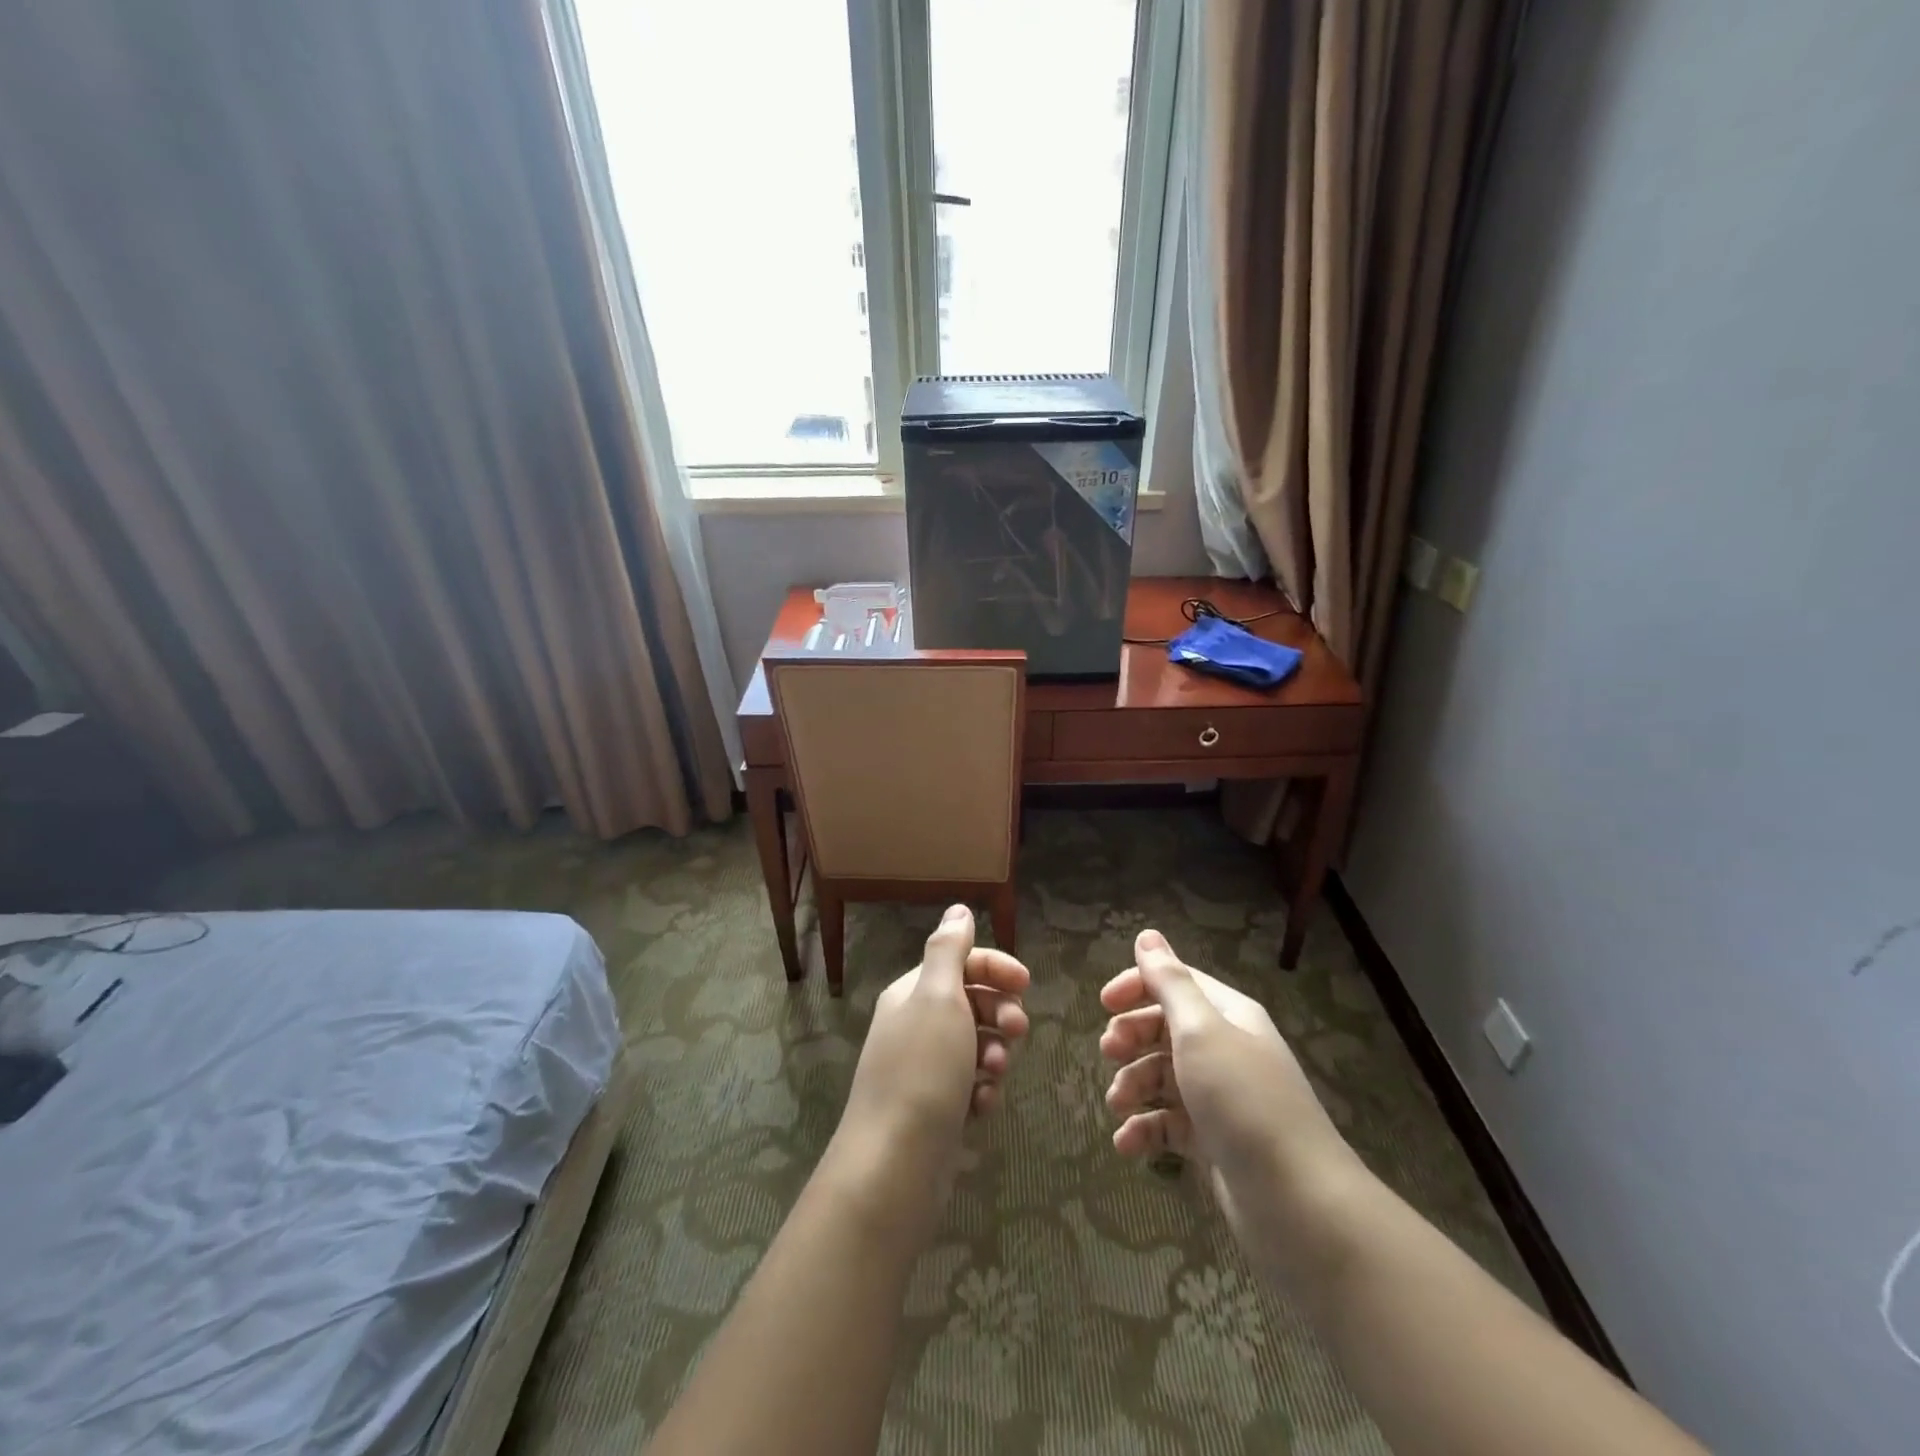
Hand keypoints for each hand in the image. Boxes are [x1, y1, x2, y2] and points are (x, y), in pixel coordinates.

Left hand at [831, 905, 1029, 1240]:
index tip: (1027, 984)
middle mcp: (915, 1025)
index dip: (995, 968)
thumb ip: (949, 950)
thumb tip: (957, 909)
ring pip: (975, 1045)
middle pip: (971, 1002)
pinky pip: (970, 1086)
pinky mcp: (934, 1108)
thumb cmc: (923, 1070)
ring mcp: (924, 1069)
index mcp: (912, 993)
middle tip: (1018, 1032)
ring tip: (996, 1072)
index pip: (960, 962)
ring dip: (994, 1053)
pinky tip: (983, 1106)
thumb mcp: (938, 998)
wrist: (894, 1165)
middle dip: (1000, 1012)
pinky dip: (982, 1091)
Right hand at [1101, 929, 1360, 1282]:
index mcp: (1229, 1016)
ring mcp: (1221, 1099)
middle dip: (1132, 1037)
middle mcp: (1226, 1050)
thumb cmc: (1244, 1102)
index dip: (1138, 986)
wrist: (1299, 1206)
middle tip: (1108, 1052)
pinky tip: (1127, 1146)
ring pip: (1163, 1077)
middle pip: (1166, 1028)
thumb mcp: (1201, 1032)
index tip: (1103, 1004)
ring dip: (1133, 1085)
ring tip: (1117, 1105)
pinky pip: (1170, 1124)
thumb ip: (1169, 983)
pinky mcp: (1215, 1143)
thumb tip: (1147, 935)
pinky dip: (1145, 1131)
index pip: (1177, 983)